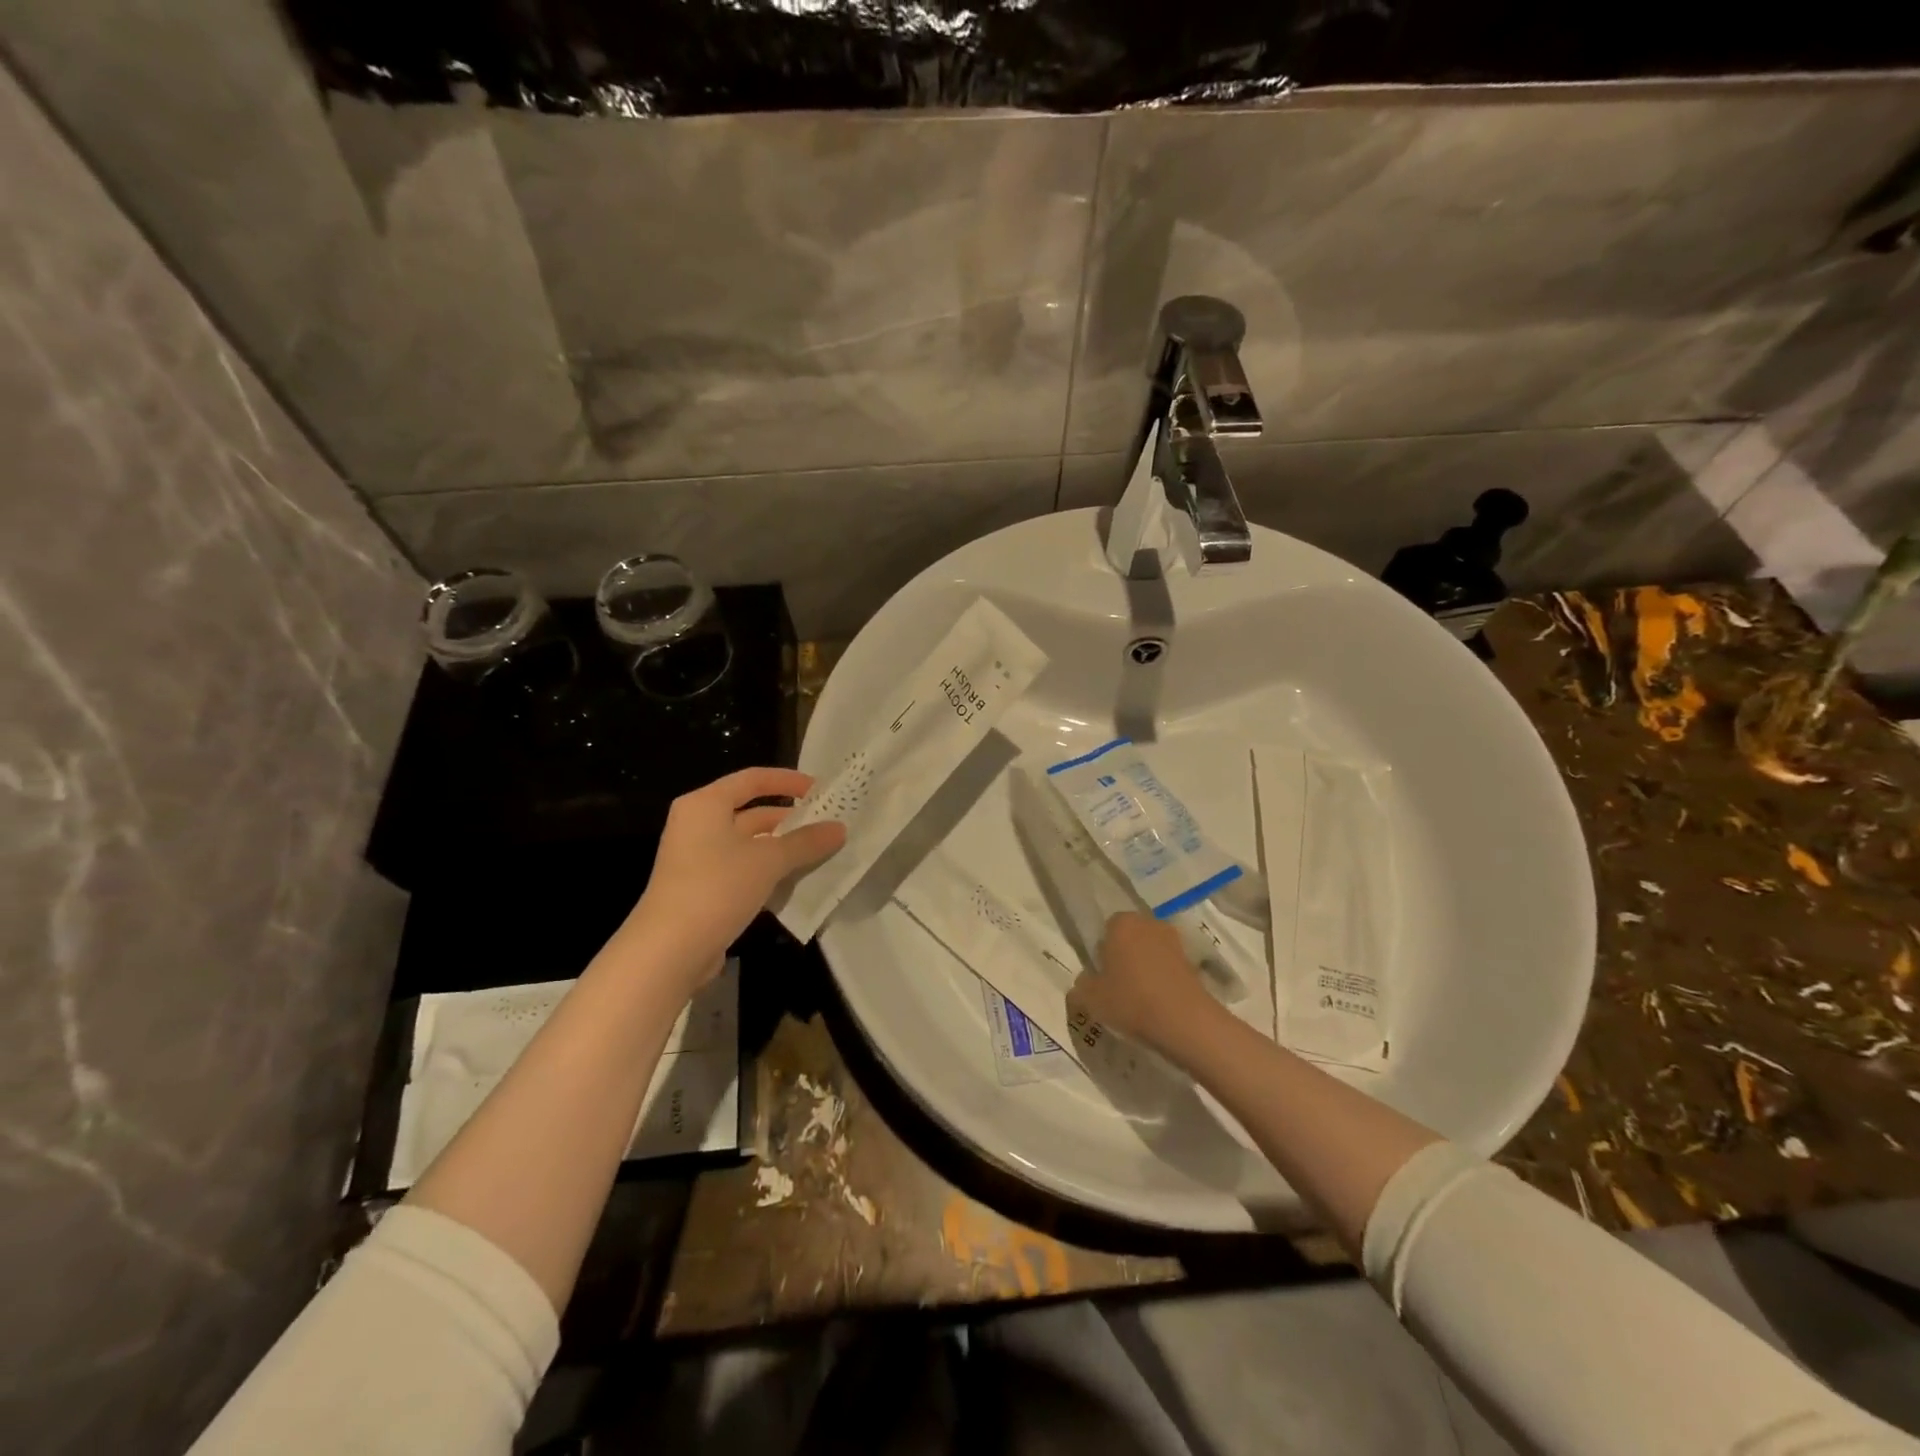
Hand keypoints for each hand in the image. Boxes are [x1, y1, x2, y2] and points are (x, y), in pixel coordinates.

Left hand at [623, 767, 845, 993]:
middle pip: (750, 812)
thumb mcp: (768, 860)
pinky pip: (742, 869)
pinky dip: (767, 871)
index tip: (820, 790)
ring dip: (782, 848)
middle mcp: (697, 825)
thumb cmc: (717, 887)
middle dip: (789, 819)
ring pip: (748, 844)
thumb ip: (805, 841)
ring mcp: (697, 859)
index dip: (788, 781)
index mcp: (705, 805)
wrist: (669, 950)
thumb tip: (839, 828)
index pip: (752, 779)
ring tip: (820, 853)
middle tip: (827, 826)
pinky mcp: (702, 889)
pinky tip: (795, 882)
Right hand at [1068, 912, 1215, 1058]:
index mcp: (1121, 923)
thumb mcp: (1091, 999)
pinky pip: (1168, 967)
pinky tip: (1158, 1004)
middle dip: (1124, 957)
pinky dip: (1162, 980)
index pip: (1105, 930)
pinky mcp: (1192, 961)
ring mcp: (1174, 941)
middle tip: (1117, 987)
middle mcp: (1148, 923)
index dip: (1102, 953)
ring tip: (1139, 999)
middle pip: (1129, 938)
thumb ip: (1081, 986)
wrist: (1185, 1022)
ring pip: (1150, 952)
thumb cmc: (1131, 1001)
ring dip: (1145, 968)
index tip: (1101, 976)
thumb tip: (1082, 983)